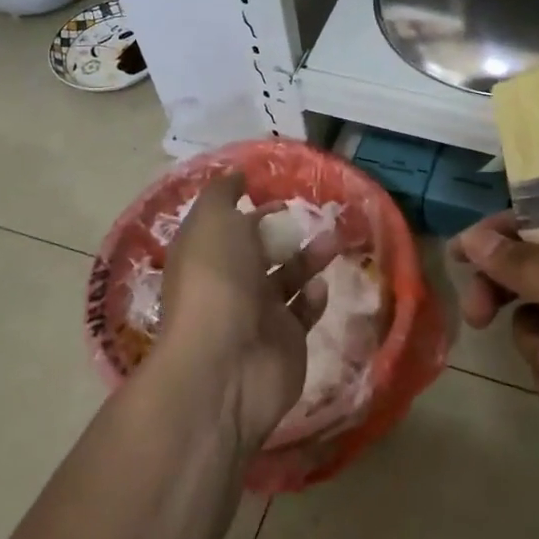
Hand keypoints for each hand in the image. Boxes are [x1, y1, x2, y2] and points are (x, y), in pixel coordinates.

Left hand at [156, 173, 335, 453]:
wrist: (227, 364)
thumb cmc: (216, 282)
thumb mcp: (212, 221)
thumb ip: (223, 194)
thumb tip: (236, 174)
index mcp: (206, 255)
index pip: (228, 226)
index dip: (251, 209)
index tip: (279, 194)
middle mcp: (229, 284)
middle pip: (261, 252)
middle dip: (285, 232)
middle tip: (315, 215)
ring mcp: (257, 316)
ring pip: (287, 278)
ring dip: (309, 258)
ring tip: (332, 241)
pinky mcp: (285, 342)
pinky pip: (303, 313)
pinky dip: (312, 297)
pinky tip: (318, 287)